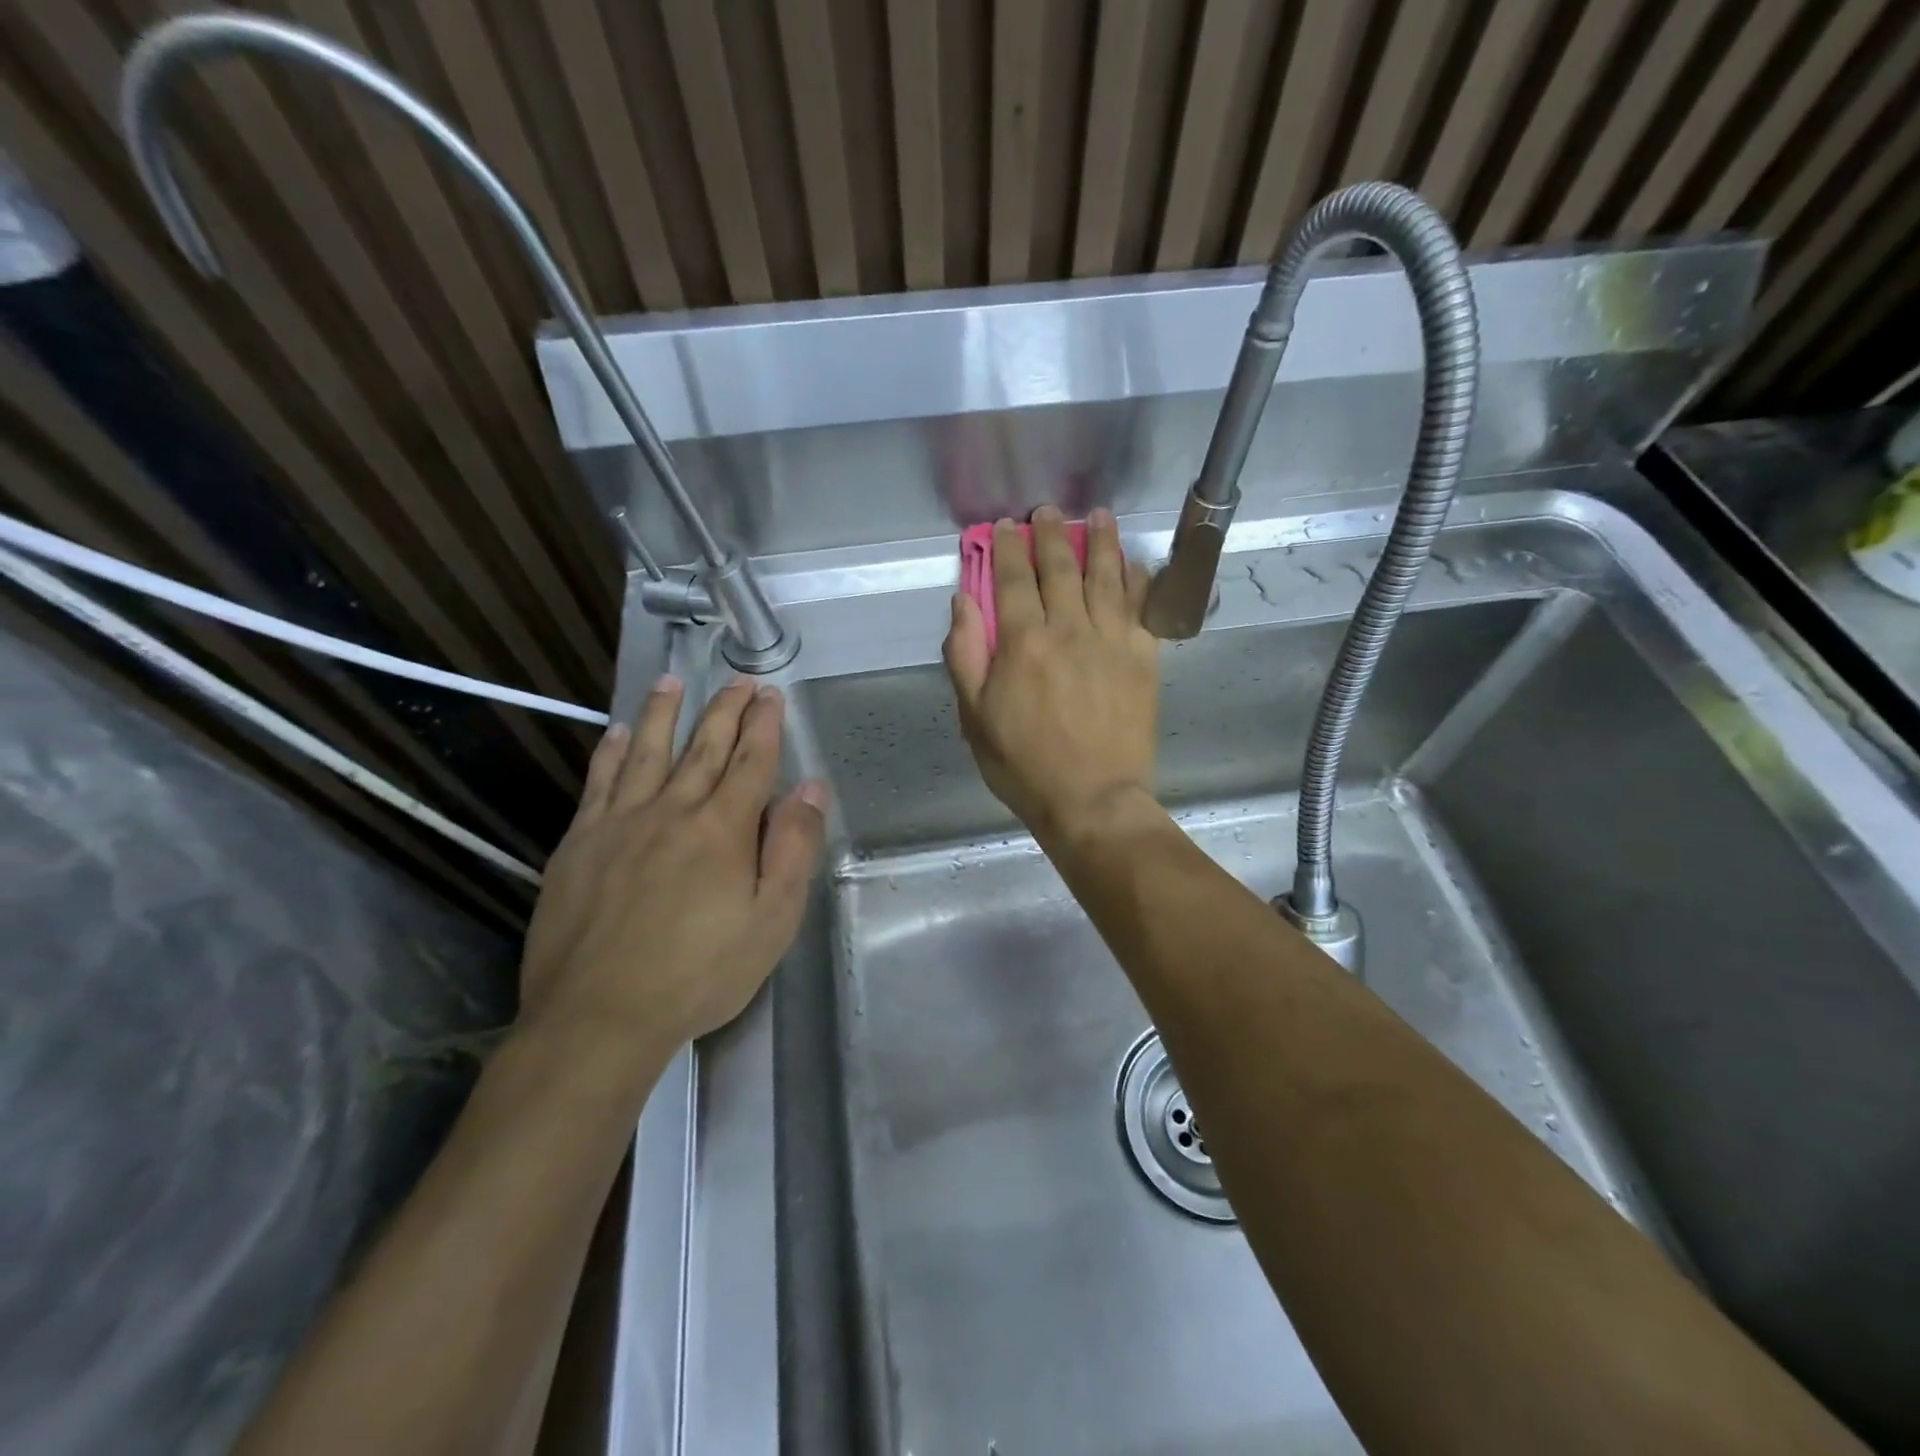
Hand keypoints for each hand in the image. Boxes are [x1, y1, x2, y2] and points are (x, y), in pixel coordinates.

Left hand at [519, 678, 827, 1055]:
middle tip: (737, 680)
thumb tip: (811, 788)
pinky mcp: (580, 844)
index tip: (770, 694)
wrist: (599, 1016)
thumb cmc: (700, 973)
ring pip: (647, 752)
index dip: (764, 725)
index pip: (751, 762)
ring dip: (664, 714)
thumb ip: (793, 849)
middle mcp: (673, 811)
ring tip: (673, 681)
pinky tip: (618, 732)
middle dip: (725, 710)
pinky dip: (611, 753)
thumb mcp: (772, 920)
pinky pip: (599, 784)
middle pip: (704, 748)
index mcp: (723, 829)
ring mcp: (620, 824)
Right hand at [943, 506, 1158, 842]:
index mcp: (1023, 643)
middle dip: (1052, 533)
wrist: (1093, 800)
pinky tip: (1134, 562)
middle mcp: (1069, 630)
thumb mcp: (975, 718)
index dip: (1007, 548)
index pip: (1012, 580)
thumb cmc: (1025, 765)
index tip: (1005, 526)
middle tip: (1049, 511)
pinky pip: (1142, 607)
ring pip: (1106, 576)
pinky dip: (1138, 579)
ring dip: (1101, 541)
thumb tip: (963, 602)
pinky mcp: (1143, 658)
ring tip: (1099, 515)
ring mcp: (1111, 641)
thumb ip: (965, 656)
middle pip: (1061, 567)